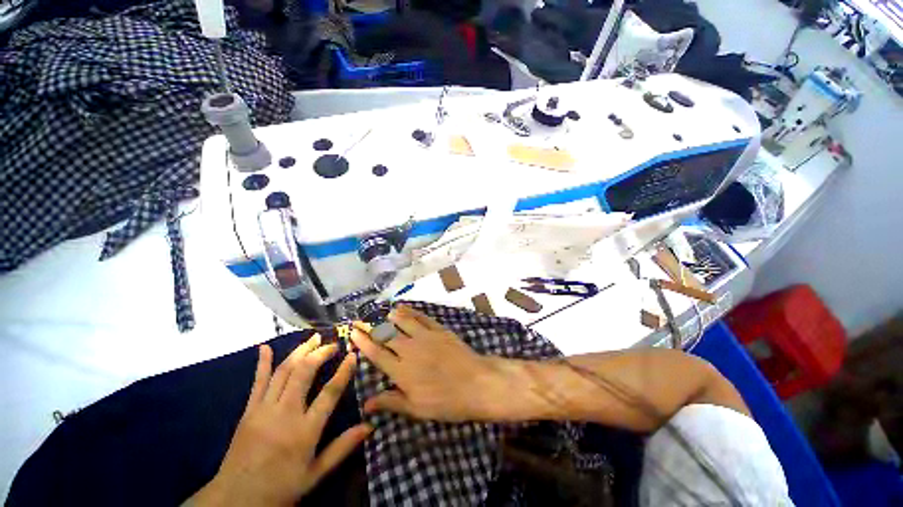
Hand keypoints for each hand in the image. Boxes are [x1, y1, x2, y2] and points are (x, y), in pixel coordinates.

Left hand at [188, 336, 371, 506]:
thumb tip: (370, 426)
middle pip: (304, 373)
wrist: (234, 500)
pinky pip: (257, 382)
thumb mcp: (316, 474)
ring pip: (284, 371)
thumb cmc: (280, 487)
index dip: (344, 371)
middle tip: (333, 344)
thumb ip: (343, 447)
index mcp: (304, 431)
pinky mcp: (248, 411)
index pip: (330, 393)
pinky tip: (265, 347)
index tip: (353, 355)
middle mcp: (285, 414)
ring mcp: (263, 409)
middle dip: (320, 353)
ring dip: (300, 351)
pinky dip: (262, 363)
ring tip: (314, 338)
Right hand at [350, 305, 512, 421]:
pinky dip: (409, 311)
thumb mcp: (417, 409)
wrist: (477, 383)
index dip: (363, 342)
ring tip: (381, 313)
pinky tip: (402, 308)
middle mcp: (409, 349)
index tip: (353, 333)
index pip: (376, 353)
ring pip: (402, 321)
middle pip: (385, 334)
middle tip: (359, 320)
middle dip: (370, 326)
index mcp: (401, 371)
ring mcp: (425, 336)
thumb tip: (366, 403)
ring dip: (389, 316)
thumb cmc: (447, 401)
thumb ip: (391, 402)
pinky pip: (420, 316)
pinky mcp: (438, 329)